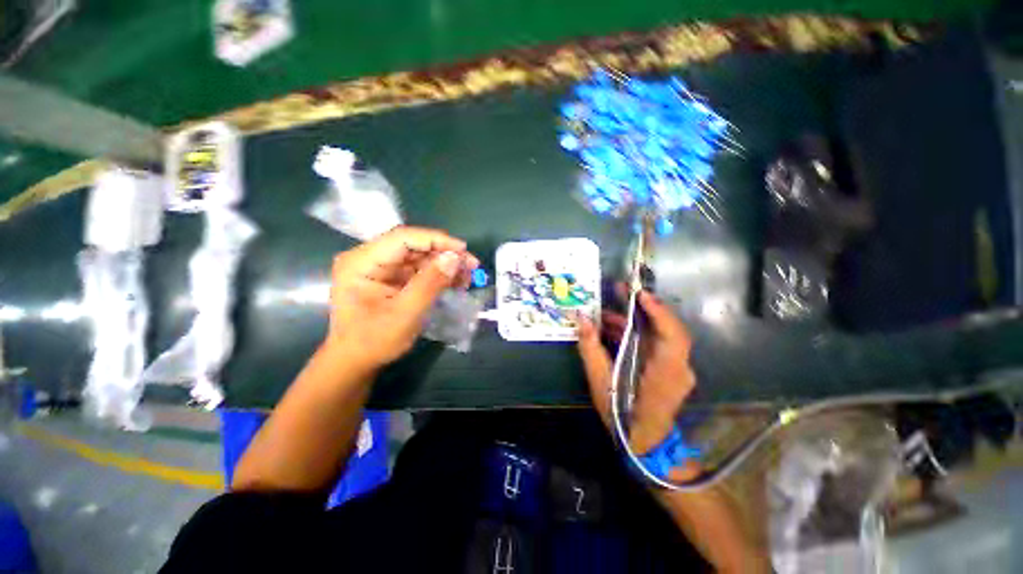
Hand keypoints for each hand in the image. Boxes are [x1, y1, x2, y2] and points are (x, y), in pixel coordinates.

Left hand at [325, 226, 478, 369]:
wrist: (355, 362)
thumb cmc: (374, 341)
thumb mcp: (405, 314)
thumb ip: (430, 284)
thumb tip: (454, 258)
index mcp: (361, 262)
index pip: (403, 238)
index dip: (436, 240)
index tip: (463, 250)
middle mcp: (369, 258)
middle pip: (413, 246)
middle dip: (444, 254)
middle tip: (471, 265)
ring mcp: (380, 268)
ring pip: (419, 256)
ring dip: (444, 264)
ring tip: (467, 276)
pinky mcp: (390, 278)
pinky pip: (418, 269)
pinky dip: (438, 274)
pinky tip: (455, 282)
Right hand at [577, 288, 695, 455]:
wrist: (645, 445)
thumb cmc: (623, 417)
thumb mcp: (601, 383)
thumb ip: (591, 349)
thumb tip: (581, 319)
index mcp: (666, 373)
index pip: (673, 335)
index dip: (659, 312)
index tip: (639, 294)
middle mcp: (677, 367)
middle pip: (666, 328)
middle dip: (643, 306)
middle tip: (620, 290)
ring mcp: (674, 367)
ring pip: (657, 334)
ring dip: (634, 320)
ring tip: (605, 312)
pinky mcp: (667, 367)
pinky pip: (653, 343)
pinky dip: (634, 333)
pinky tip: (611, 329)